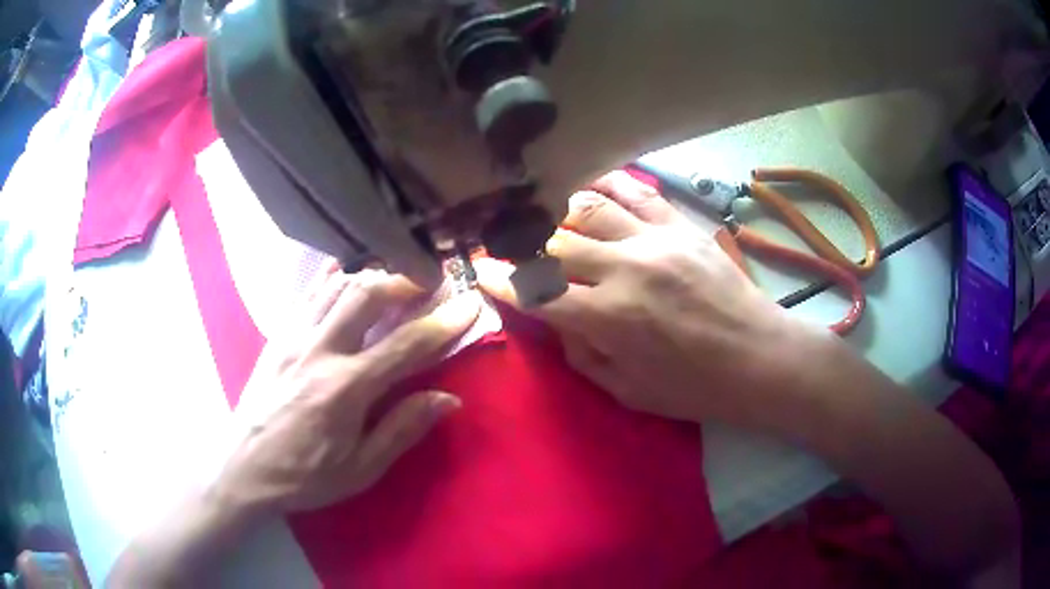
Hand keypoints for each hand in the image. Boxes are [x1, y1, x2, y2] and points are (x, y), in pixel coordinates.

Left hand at [215, 263, 480, 513]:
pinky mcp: (277, 336)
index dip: (444, 323)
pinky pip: (308, 294)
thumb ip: (403, 428)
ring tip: (394, 280)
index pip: (406, 345)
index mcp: (346, 388)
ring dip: (372, 275)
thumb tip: (448, 398)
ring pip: (337, 286)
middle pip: (367, 294)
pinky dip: (332, 278)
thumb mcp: (360, 469)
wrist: (243, 467)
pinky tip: (345, 271)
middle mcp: (320, 350)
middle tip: (429, 282)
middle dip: (405, 280)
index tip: (470, 303)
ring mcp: (294, 337)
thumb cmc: (304, 475)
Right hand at [475, 171, 822, 429]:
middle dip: (520, 246)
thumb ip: (581, 353)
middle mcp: (626, 269)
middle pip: (554, 244)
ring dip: (556, 213)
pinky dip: (608, 185)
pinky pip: (638, 193)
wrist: (760, 360)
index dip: (502, 282)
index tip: (482, 272)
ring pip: (588, 208)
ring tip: (541, 216)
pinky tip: (589, 185)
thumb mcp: (628, 391)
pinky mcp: (682, 227)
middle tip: (503, 243)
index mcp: (610, 318)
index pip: (536, 292)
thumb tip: (555, 321)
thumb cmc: (694, 388)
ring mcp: (656, 240)